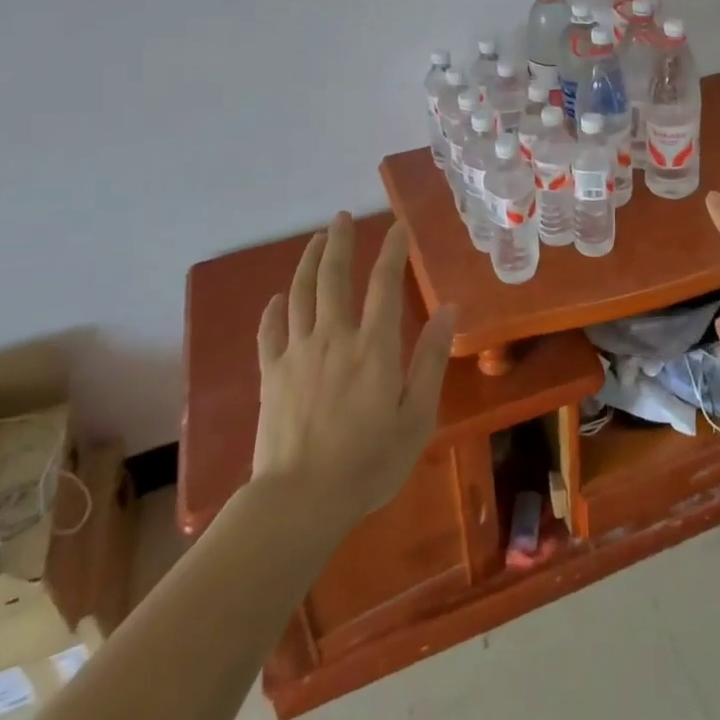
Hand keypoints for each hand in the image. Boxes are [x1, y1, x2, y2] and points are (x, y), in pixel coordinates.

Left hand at [254, 213, 455, 527]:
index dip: (391, 250)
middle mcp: (334, 337)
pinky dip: (274, 310)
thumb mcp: (417, 417)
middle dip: (339, 242)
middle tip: (342, 217)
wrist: (299, 501)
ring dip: (307, 262)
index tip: (397, 226)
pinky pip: (270, 332)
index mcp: (374, 346)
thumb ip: (430, 359)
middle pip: (333, 277)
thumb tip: (449, 310)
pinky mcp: (272, 375)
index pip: (383, 282)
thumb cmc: (368, 463)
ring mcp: (297, 353)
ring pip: (300, 294)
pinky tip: (278, 298)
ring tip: (315, 239)